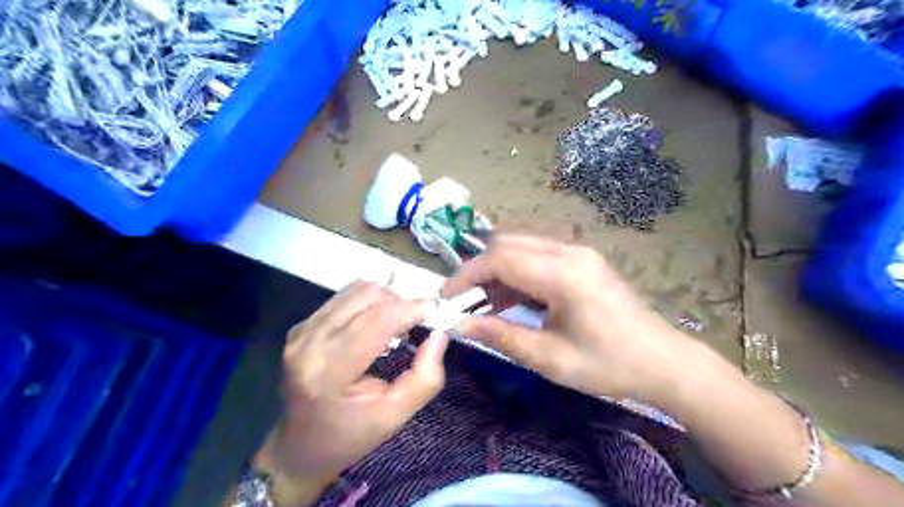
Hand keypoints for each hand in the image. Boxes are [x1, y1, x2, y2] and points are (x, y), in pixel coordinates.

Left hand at [257, 281, 446, 503]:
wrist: (300, 448)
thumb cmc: (351, 436)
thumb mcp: (395, 416)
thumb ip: (425, 377)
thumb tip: (439, 334)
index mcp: (329, 372)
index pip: (376, 321)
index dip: (411, 309)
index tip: (436, 311)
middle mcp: (310, 343)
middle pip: (367, 296)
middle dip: (400, 304)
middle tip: (413, 326)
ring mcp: (302, 331)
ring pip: (356, 290)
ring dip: (384, 301)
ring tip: (393, 327)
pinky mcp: (301, 326)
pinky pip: (344, 298)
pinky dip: (367, 305)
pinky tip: (372, 328)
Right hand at [443, 233, 692, 404]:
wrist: (663, 361)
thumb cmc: (608, 365)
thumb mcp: (549, 358)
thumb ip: (501, 336)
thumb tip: (460, 325)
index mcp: (563, 274)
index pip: (500, 259)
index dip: (467, 275)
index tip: (448, 297)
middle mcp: (569, 252)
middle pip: (508, 244)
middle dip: (479, 269)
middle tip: (465, 301)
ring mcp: (578, 252)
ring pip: (521, 246)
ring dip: (497, 270)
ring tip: (485, 304)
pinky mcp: (582, 259)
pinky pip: (538, 255)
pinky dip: (516, 272)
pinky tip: (511, 298)